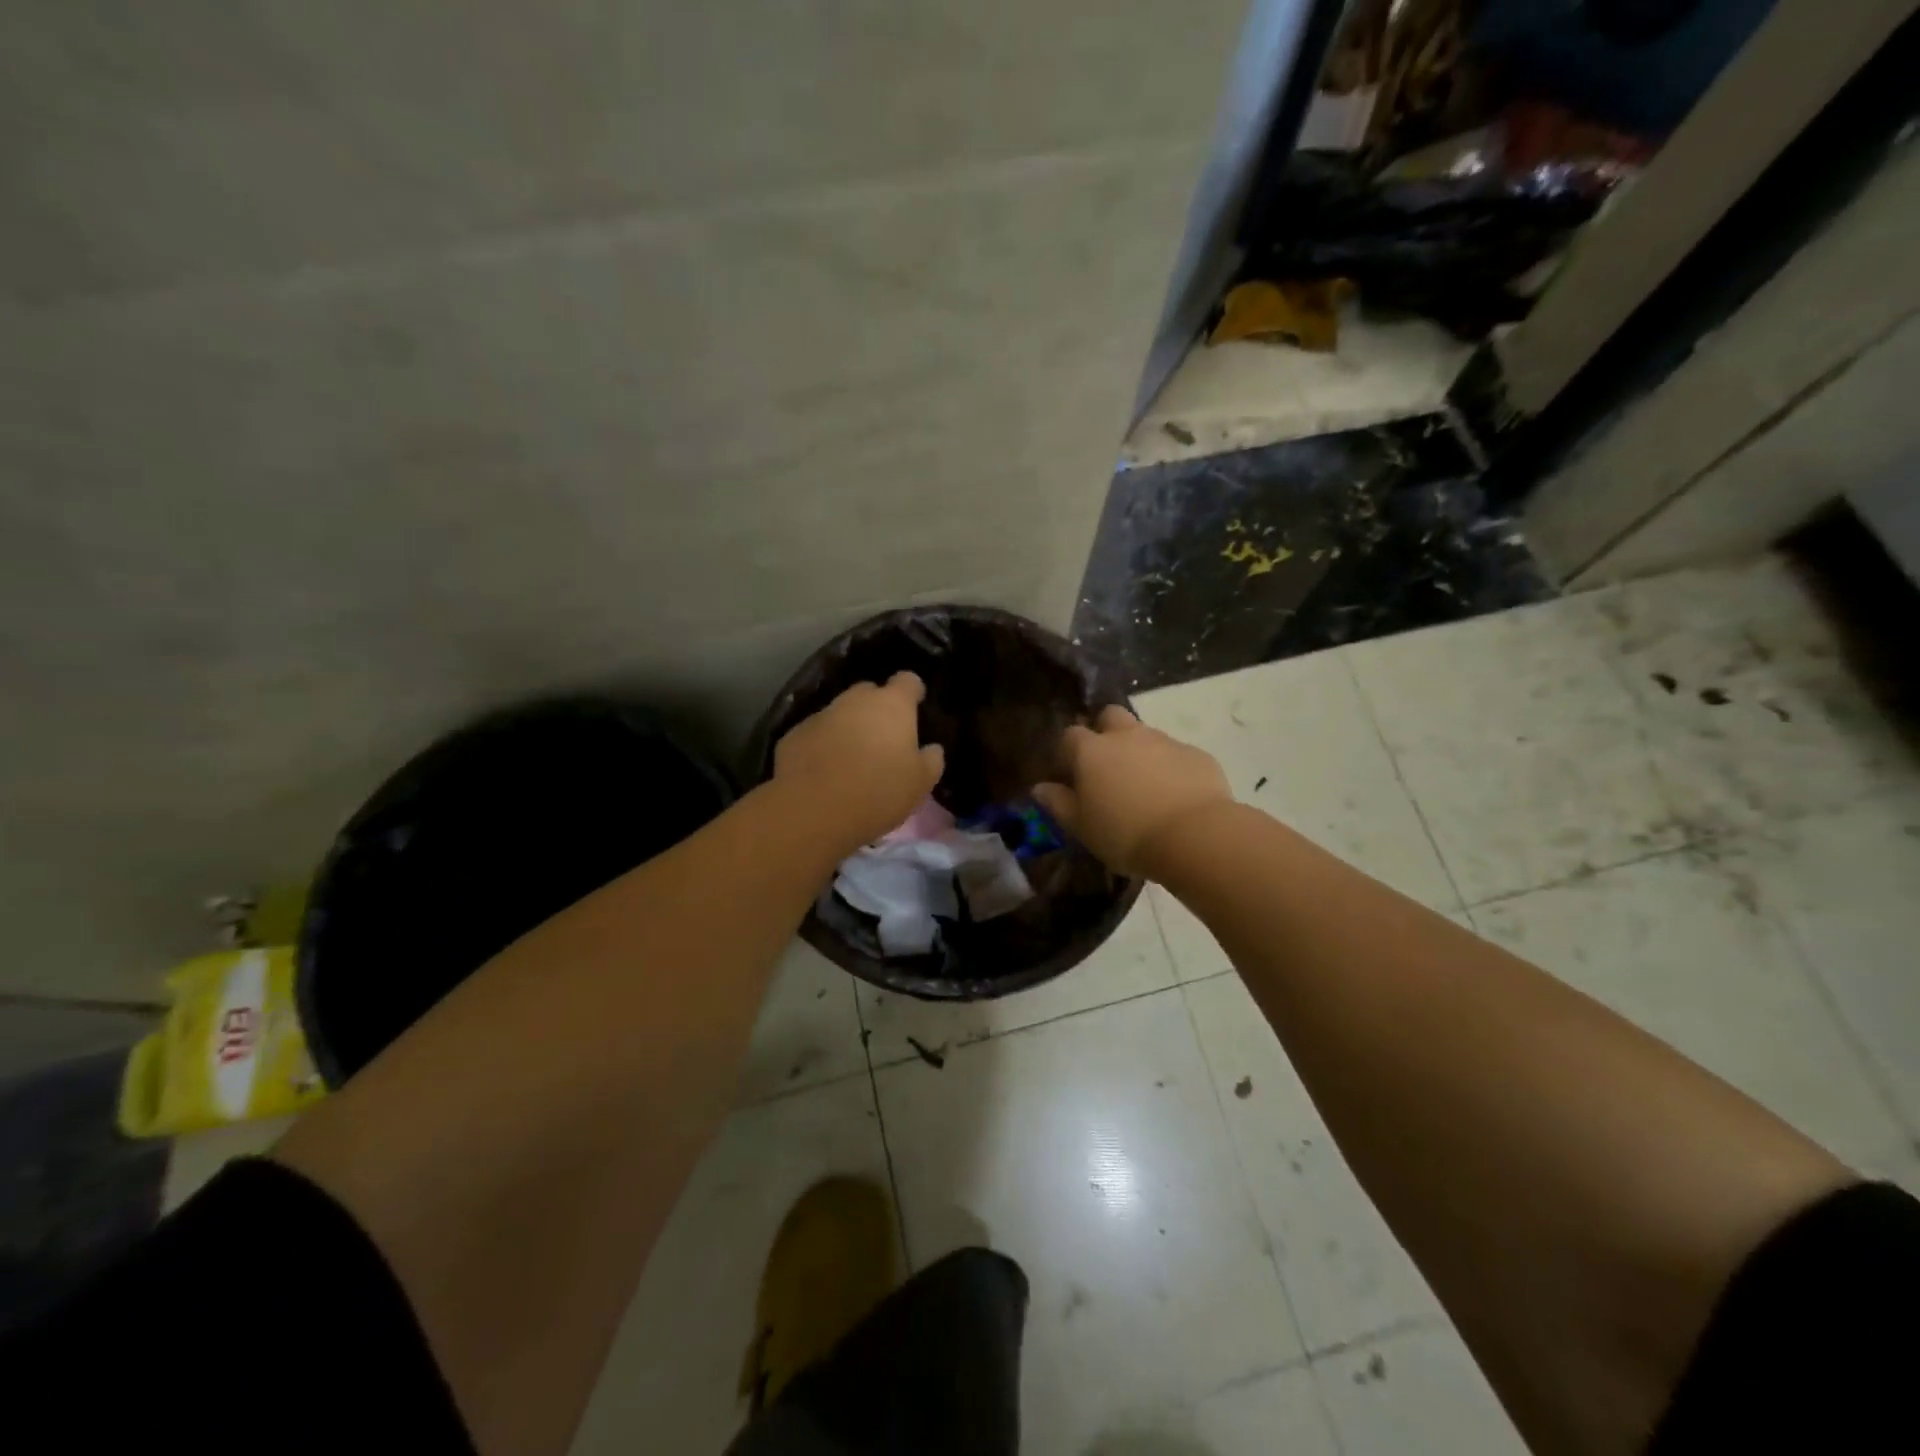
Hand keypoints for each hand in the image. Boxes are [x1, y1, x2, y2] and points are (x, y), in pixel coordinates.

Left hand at [774, 673, 945, 855]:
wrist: (813, 810)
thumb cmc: (878, 791)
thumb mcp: (920, 783)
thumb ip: (931, 760)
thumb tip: (932, 749)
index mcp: (892, 705)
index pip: (908, 681)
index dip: (913, 692)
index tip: (916, 707)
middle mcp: (855, 700)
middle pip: (870, 693)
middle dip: (877, 709)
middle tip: (884, 739)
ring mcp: (821, 714)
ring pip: (840, 713)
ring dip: (848, 728)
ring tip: (853, 760)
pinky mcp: (794, 734)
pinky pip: (816, 734)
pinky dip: (823, 746)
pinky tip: (825, 772)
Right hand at [1033, 705, 1232, 877]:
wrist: (1195, 836)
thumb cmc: (1125, 834)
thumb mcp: (1081, 827)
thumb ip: (1058, 803)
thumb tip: (1039, 787)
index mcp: (1092, 751)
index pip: (1069, 736)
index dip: (1067, 752)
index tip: (1069, 776)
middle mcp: (1126, 736)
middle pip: (1110, 716)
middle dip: (1105, 732)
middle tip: (1107, 767)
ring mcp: (1165, 741)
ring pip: (1145, 734)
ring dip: (1139, 751)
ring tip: (1143, 787)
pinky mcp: (1196, 755)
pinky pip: (1176, 754)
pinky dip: (1171, 768)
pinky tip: (1175, 796)